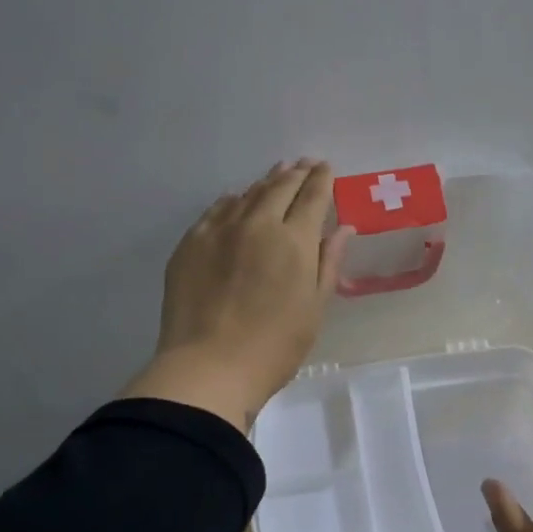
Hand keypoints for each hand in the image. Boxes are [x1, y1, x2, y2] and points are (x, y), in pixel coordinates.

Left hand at [120, 160, 351, 430]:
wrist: (208, 368)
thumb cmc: (275, 346)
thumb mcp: (314, 308)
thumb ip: (328, 263)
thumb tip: (342, 228)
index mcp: (294, 240)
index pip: (312, 197)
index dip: (321, 180)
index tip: (326, 168)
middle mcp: (257, 224)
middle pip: (279, 187)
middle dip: (295, 173)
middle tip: (304, 163)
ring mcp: (219, 231)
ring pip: (247, 194)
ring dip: (265, 182)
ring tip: (276, 174)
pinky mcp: (190, 244)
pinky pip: (215, 211)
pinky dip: (232, 201)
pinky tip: (235, 200)